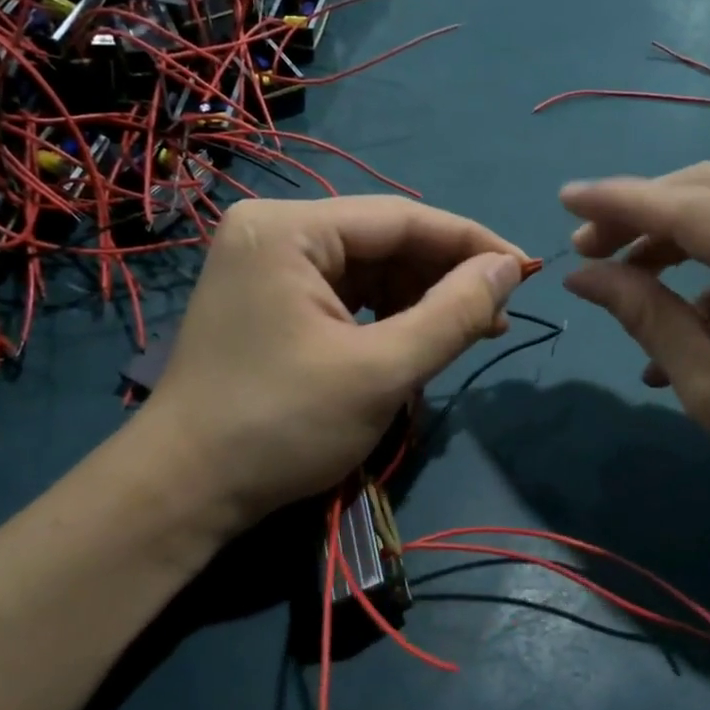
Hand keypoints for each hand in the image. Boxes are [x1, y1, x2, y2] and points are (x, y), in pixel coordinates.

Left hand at [136, 196, 526, 537]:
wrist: (183, 491)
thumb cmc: (281, 427)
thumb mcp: (381, 372)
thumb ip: (453, 313)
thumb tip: (510, 267)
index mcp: (289, 229)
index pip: (402, 219)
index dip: (471, 243)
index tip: (526, 271)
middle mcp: (273, 230)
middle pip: (383, 240)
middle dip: (444, 277)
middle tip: (497, 316)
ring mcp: (266, 263)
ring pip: (366, 268)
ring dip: (419, 298)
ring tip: (468, 332)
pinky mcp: (268, 297)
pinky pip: (343, 291)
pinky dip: (385, 314)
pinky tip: (417, 338)